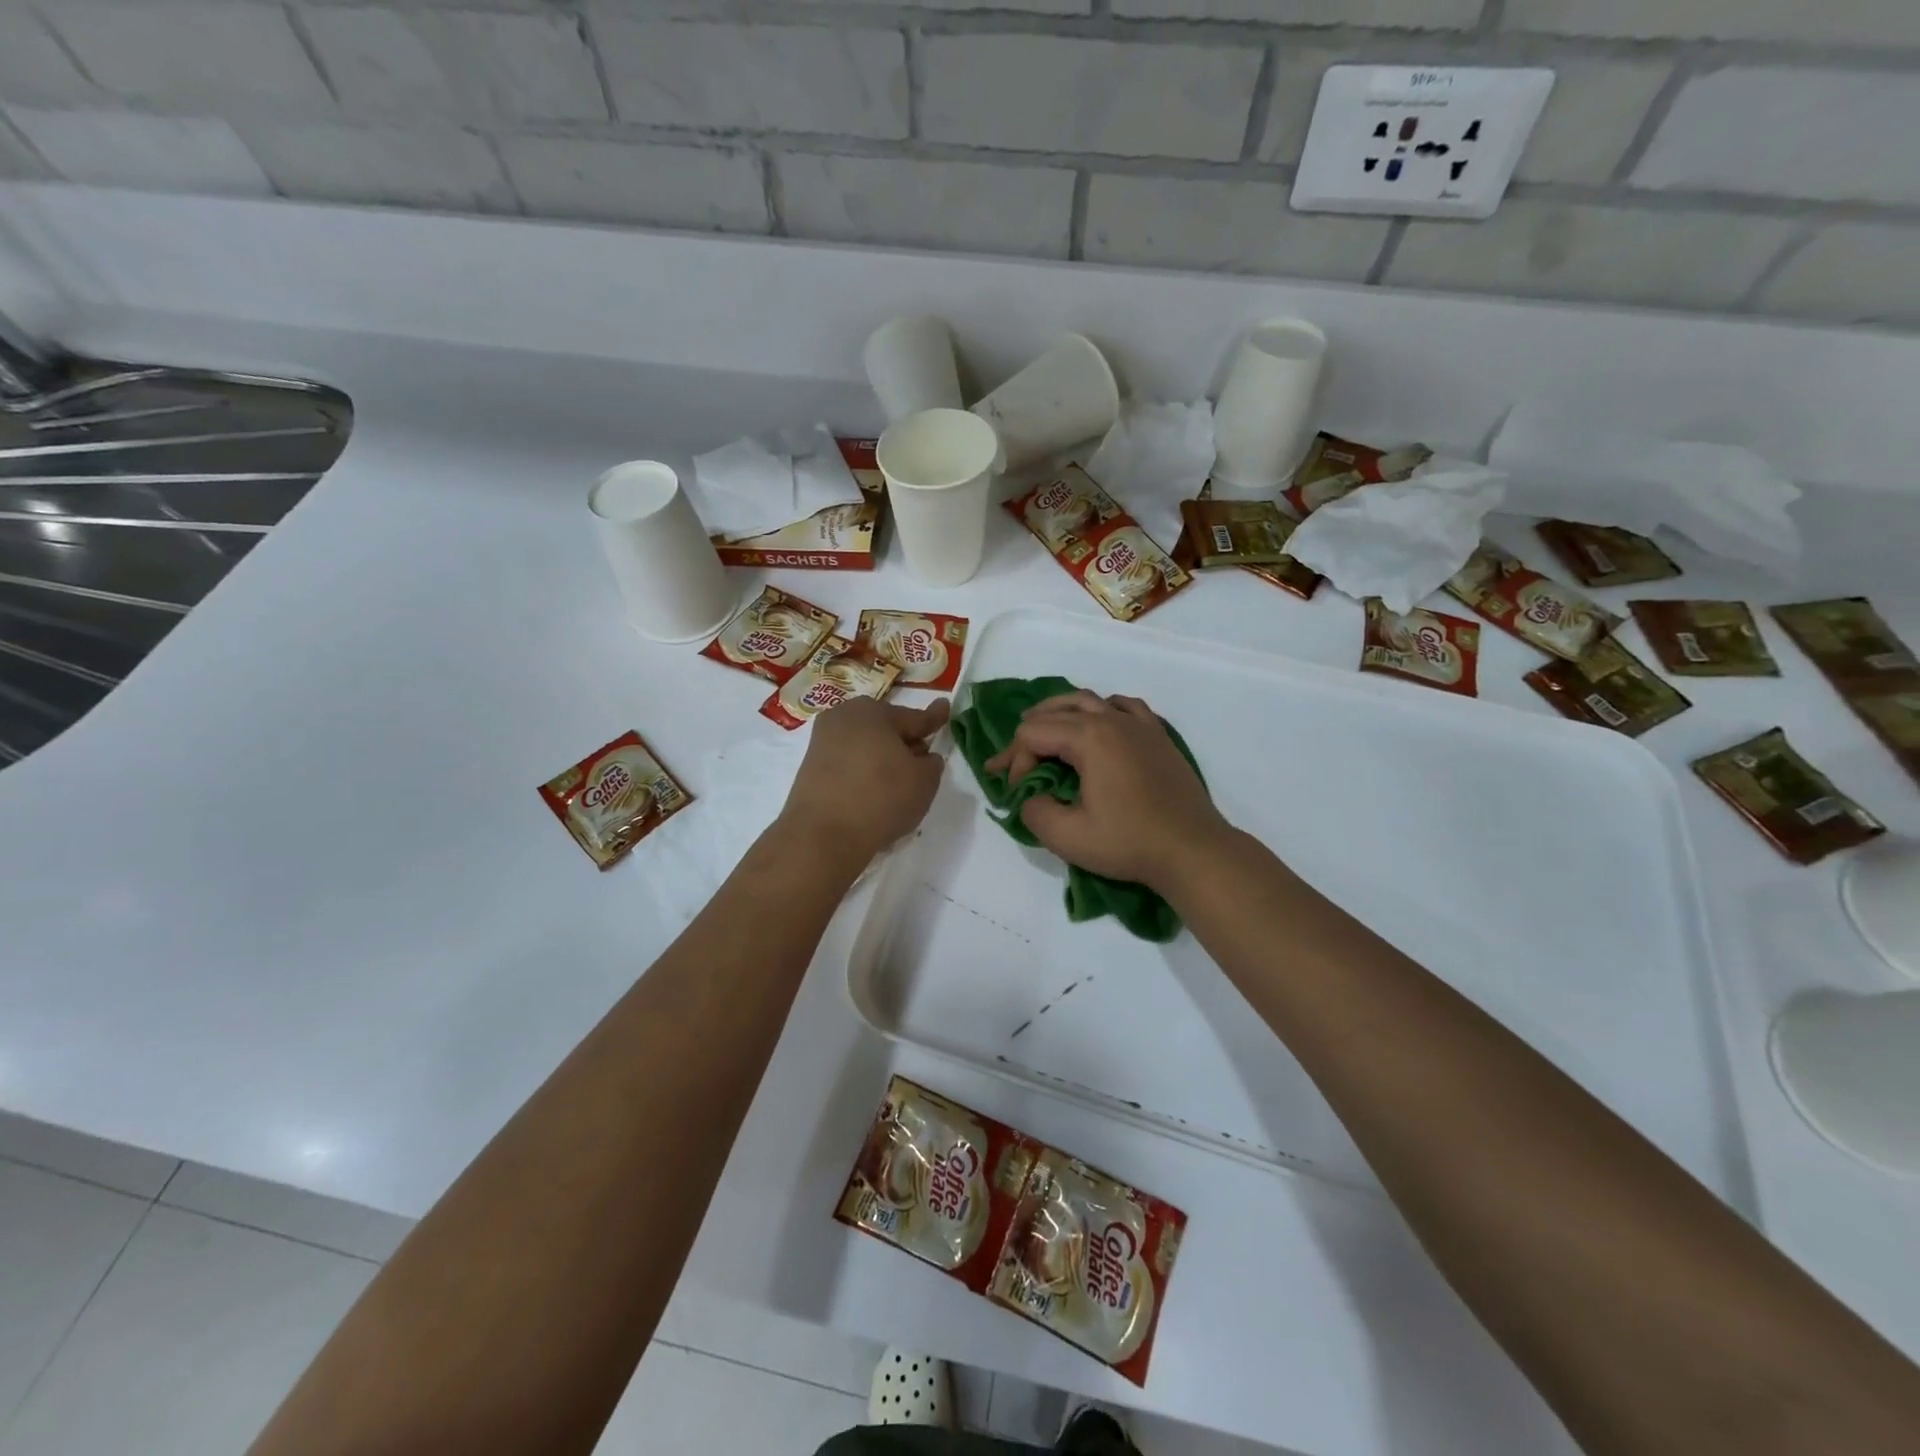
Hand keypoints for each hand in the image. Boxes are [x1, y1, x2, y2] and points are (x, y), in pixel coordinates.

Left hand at [779, 697, 949, 866]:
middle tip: (922, 758)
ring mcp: (822, 743)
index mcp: (873, 711)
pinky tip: (874, 793)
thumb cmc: (881, 797)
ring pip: (865, 747)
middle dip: (904, 741)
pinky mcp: (810, 769)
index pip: (913, 717)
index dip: (933, 718)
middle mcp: (844, 718)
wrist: (823, 835)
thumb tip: (924, 757)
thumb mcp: (924, 781)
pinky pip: (848, 765)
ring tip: (899, 782)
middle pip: (885, 728)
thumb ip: (931, 764)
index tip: (944, 708)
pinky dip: (863, 774)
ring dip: (882, 759)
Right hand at [984, 691, 1231, 893]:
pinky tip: (1099, 723)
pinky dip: (1102, 709)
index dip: (1016, 761)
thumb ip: (1034, 811)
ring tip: (1043, 729)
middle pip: (1056, 712)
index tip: (1017, 794)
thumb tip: (1031, 797)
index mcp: (1089, 738)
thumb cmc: (1129, 842)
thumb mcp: (1067, 836)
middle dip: (1028, 736)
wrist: (1192, 850)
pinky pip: (1124, 707)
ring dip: (1060, 713)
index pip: (1033, 734)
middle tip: (1013, 763)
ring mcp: (1140, 725)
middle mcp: (1113, 720)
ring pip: (1089, 701)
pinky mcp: (1158, 737)